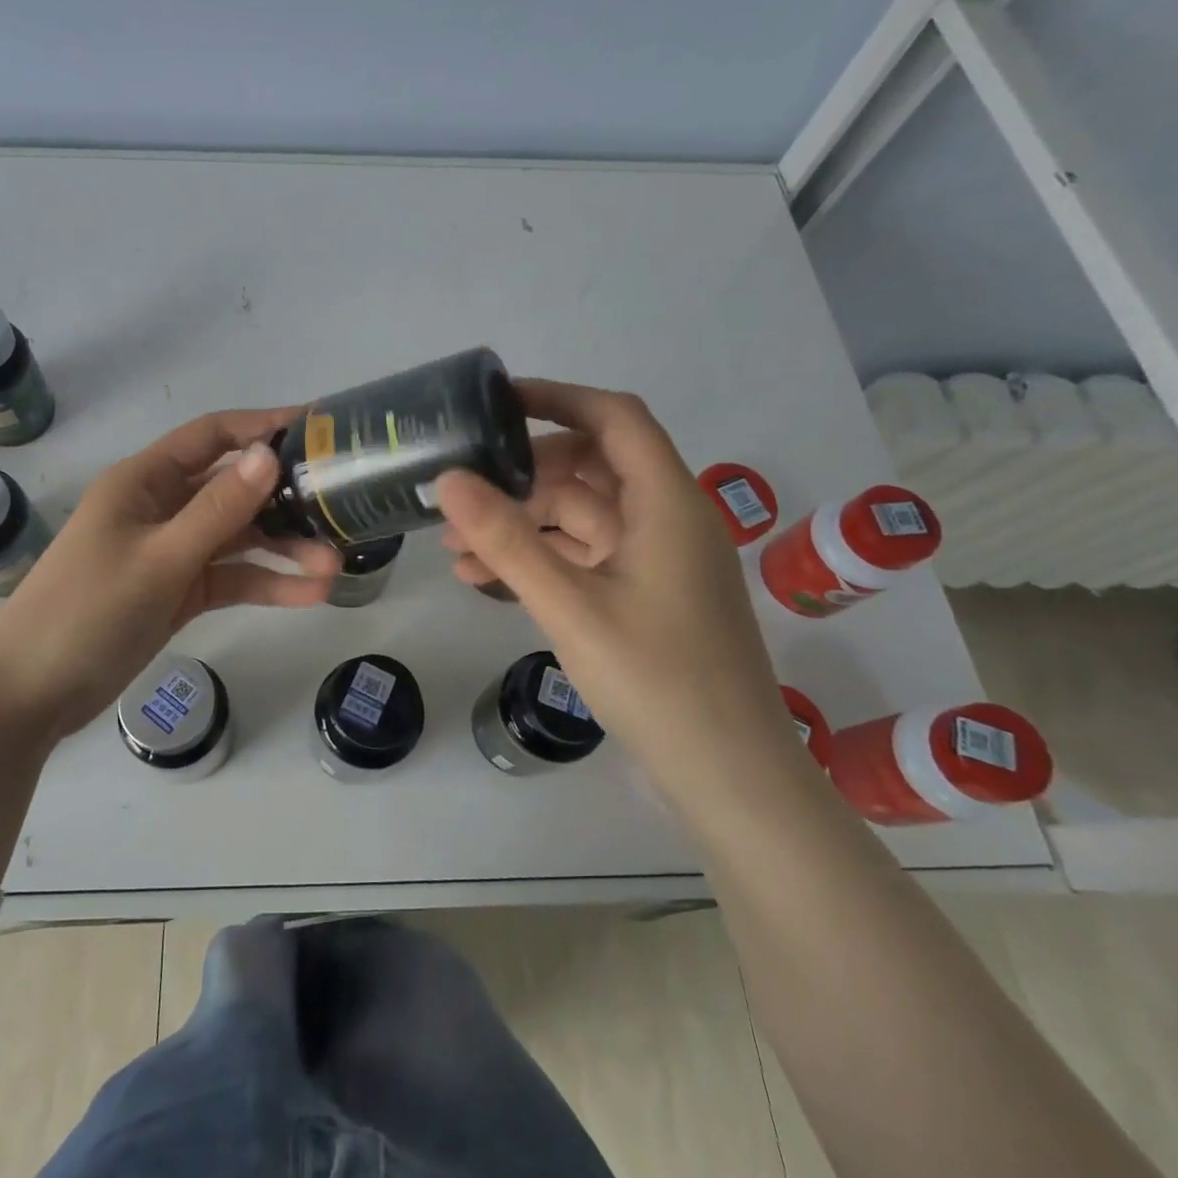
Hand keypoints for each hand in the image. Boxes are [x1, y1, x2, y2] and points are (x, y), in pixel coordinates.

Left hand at [0, 407, 339, 739]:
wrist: (29, 693)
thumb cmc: (86, 610)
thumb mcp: (158, 558)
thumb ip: (217, 509)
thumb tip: (270, 455)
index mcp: (145, 481)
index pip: (212, 436)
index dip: (262, 427)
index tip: (317, 429)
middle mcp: (162, 508)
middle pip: (234, 489)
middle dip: (286, 500)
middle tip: (341, 507)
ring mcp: (171, 552)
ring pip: (238, 538)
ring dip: (283, 549)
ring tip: (335, 565)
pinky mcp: (178, 592)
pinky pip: (230, 578)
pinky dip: (264, 584)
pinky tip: (308, 595)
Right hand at [435, 380, 787, 771]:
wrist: (729, 778)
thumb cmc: (657, 681)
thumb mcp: (570, 605)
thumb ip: (507, 540)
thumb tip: (448, 479)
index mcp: (667, 503)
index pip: (614, 418)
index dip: (558, 398)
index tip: (495, 403)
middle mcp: (667, 519)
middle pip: (589, 467)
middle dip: (521, 476)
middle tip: (461, 493)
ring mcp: (656, 560)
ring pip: (580, 516)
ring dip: (521, 523)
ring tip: (455, 546)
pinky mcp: (644, 595)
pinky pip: (584, 556)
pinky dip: (539, 559)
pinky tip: (485, 579)